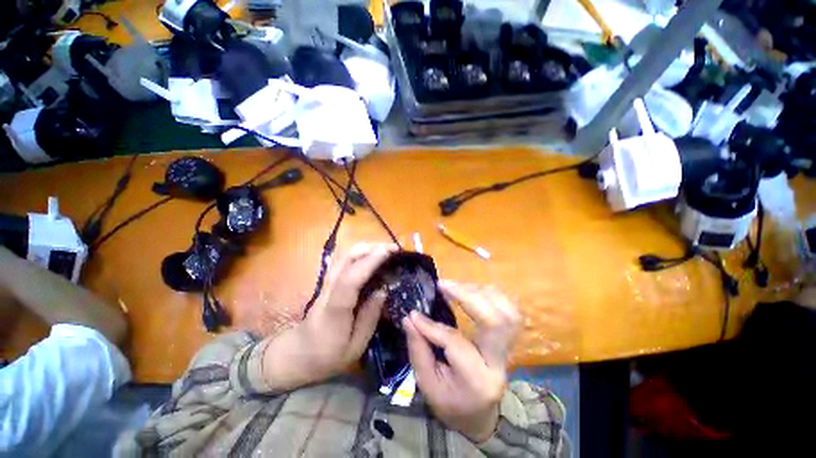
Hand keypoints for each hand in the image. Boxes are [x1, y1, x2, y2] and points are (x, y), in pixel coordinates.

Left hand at [262, 243, 396, 390]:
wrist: (297, 353)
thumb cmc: (327, 356)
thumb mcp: (355, 347)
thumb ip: (369, 318)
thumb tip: (383, 291)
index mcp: (335, 310)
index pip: (350, 280)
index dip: (369, 262)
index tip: (388, 252)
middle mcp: (329, 290)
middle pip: (345, 259)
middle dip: (371, 248)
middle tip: (393, 249)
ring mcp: (326, 283)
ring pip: (344, 256)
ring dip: (366, 248)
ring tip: (386, 250)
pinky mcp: (328, 282)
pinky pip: (344, 261)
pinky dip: (360, 253)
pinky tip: (372, 256)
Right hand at [404, 281, 520, 442]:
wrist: (480, 416)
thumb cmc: (451, 403)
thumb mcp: (428, 385)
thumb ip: (418, 350)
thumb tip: (410, 318)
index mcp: (478, 380)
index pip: (456, 342)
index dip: (433, 326)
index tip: (414, 314)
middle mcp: (499, 362)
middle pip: (495, 321)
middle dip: (468, 296)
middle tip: (443, 285)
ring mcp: (509, 349)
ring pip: (507, 311)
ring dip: (480, 292)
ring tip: (456, 287)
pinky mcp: (508, 339)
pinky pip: (509, 310)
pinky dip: (491, 295)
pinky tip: (472, 291)